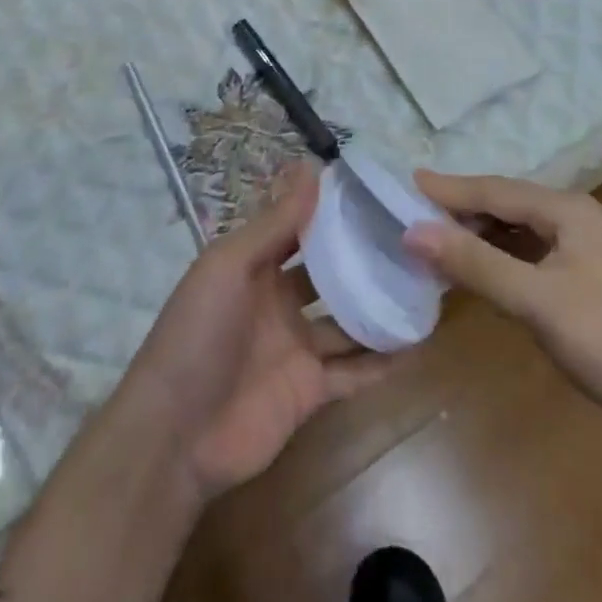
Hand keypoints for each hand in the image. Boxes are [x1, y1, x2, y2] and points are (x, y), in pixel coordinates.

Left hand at [119, 165, 401, 499]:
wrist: (174, 436)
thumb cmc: (198, 334)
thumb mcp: (229, 266)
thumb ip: (275, 222)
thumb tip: (311, 166)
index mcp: (255, 266)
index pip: (301, 228)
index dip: (333, 210)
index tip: (377, 190)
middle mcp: (279, 301)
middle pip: (330, 273)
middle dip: (364, 257)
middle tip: (415, 237)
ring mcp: (297, 347)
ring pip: (348, 321)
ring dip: (380, 306)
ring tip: (427, 284)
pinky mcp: (311, 390)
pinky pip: (354, 371)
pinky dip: (383, 360)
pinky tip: (418, 341)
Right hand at [404, 171, 601, 433]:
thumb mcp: (536, 301)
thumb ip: (475, 263)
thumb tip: (413, 231)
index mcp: (567, 209)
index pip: (494, 190)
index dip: (448, 189)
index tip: (404, 183)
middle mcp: (572, 217)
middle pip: (503, 204)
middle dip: (458, 210)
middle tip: (410, 214)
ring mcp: (578, 246)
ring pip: (513, 228)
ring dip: (474, 234)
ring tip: (432, 240)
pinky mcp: (578, 275)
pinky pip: (524, 252)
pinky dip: (494, 256)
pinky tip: (472, 269)